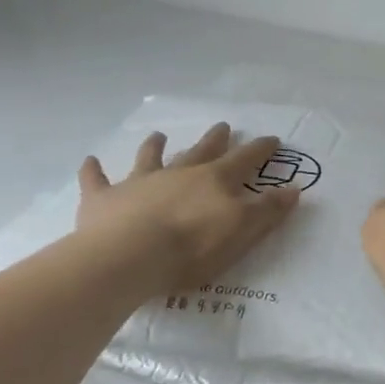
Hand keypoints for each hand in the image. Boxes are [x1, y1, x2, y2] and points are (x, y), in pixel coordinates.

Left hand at [75, 123, 300, 299]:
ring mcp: (139, 183)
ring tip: (159, 135)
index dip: (260, 150)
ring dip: (156, 146)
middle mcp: (178, 173)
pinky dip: (94, 170)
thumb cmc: (192, 247)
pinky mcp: (104, 199)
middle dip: (214, 140)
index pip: (244, 160)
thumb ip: (268, 210)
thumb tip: (293, 188)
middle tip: (223, 126)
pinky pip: (97, 180)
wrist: (129, 257)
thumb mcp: (242, 230)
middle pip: (200, 151)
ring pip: (149, 158)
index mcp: (214, 180)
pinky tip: (90, 160)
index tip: (273, 139)